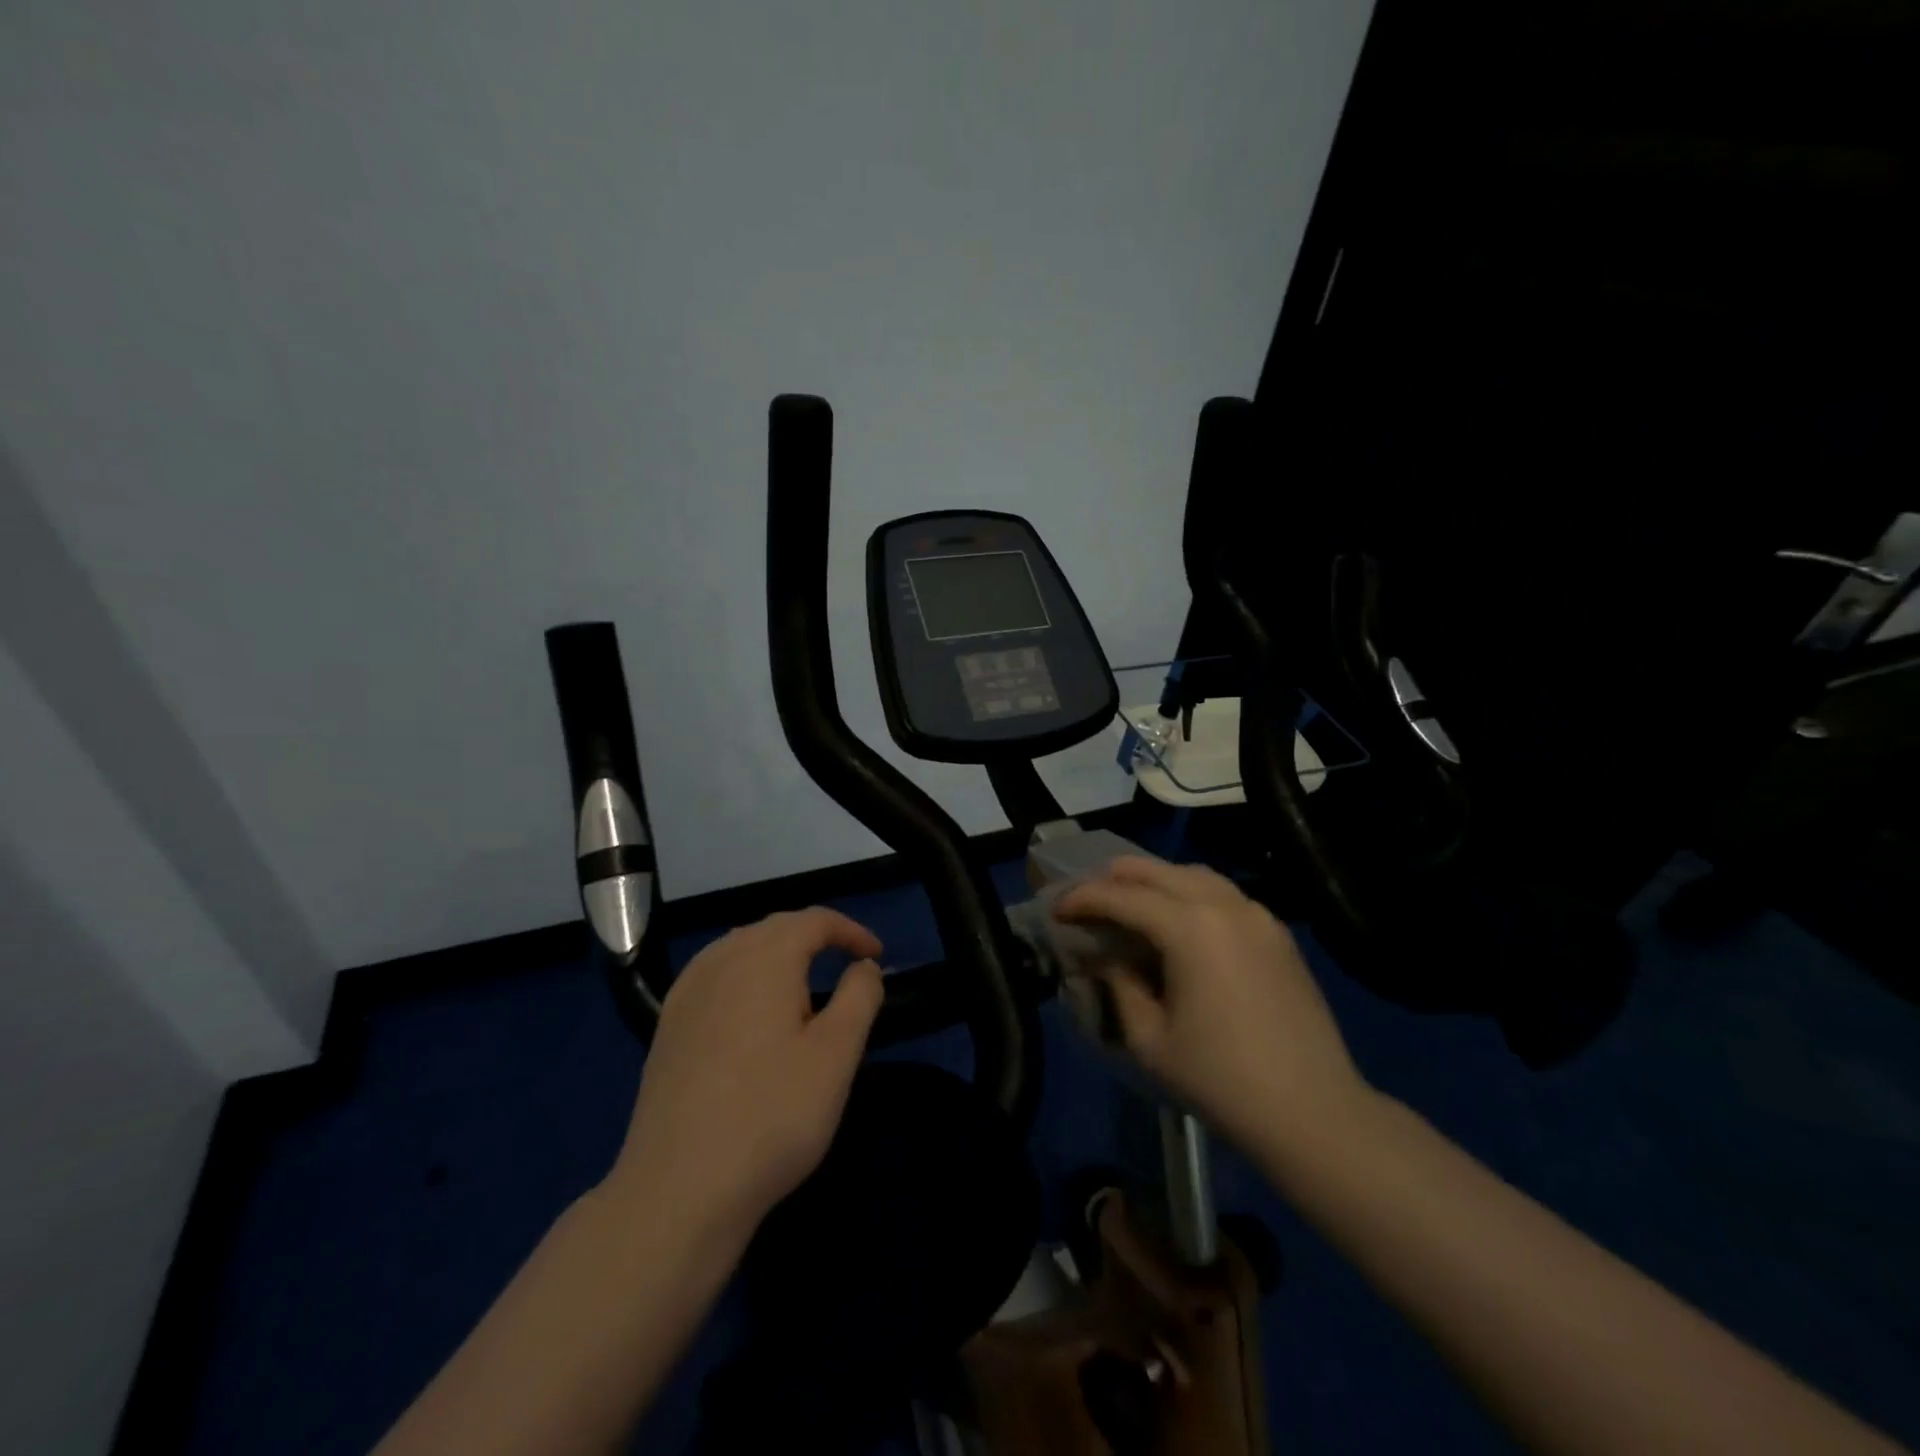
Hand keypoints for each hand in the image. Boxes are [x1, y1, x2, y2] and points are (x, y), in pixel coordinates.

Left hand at [603, 908, 884, 1240]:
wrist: (678, 1190)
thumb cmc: (772, 1115)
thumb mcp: (837, 1055)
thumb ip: (859, 997)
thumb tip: (863, 967)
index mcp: (765, 958)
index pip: (814, 921)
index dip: (850, 931)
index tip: (876, 955)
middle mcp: (721, 961)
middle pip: (774, 928)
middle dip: (815, 937)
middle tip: (846, 964)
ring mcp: (686, 993)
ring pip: (740, 947)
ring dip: (778, 953)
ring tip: (804, 981)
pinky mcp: (667, 1027)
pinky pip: (714, 975)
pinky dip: (744, 974)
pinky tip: (750, 1009)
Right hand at [1056, 857, 1371, 1157]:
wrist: (1314, 1113)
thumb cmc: (1222, 1080)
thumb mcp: (1149, 1038)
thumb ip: (1119, 983)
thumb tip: (1105, 956)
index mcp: (1190, 927)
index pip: (1122, 896)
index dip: (1082, 899)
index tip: (1056, 909)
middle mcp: (1225, 905)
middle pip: (1157, 871)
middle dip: (1114, 878)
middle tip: (1086, 899)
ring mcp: (1257, 915)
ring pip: (1194, 874)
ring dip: (1155, 881)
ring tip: (1129, 903)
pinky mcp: (1277, 932)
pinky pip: (1224, 894)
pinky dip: (1190, 894)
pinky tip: (1178, 922)